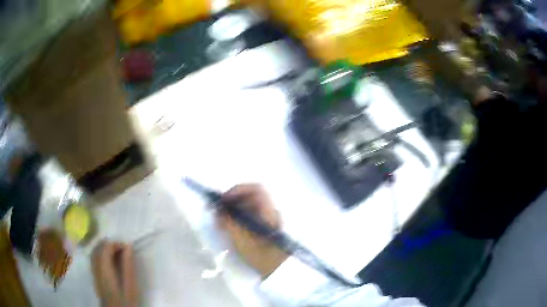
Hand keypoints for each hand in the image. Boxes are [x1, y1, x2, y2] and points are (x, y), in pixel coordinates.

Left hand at [92, 242, 138, 306]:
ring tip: (117, 255)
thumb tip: (128, 246)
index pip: (106, 246)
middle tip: (124, 251)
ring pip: (95, 251)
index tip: (128, 249)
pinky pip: (94, 258)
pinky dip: (101, 255)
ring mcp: (94, 270)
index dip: (117, 244)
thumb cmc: (125, 300)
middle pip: (99, 247)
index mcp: (104, 267)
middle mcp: (96, 266)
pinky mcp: (94, 275)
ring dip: (105, 249)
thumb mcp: (130, 285)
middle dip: (110, 245)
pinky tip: (109, 261)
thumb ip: (128, 266)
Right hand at [217, 184, 288, 278]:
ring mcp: (268, 220)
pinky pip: (250, 217)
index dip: (238, 190)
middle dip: (232, 201)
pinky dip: (238, 218)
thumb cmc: (260, 253)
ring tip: (222, 221)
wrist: (276, 271)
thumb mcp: (240, 238)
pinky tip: (230, 227)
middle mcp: (270, 212)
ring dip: (234, 210)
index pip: (255, 189)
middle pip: (251, 197)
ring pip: (249, 207)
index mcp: (268, 210)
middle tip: (219, 210)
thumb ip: (227, 221)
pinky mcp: (264, 229)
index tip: (224, 199)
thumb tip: (216, 208)